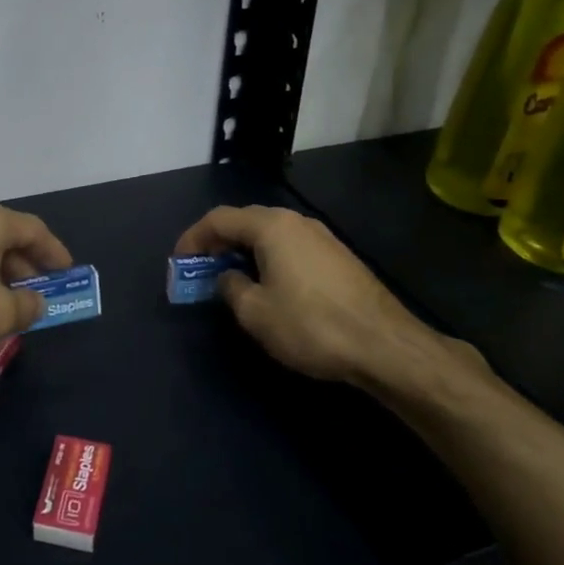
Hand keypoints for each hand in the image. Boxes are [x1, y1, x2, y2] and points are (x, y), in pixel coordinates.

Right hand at [173, 205, 481, 401]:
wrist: (384, 345)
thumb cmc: (311, 325)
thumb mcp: (255, 313)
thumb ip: (231, 288)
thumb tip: (229, 278)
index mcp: (271, 226)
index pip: (219, 219)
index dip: (193, 238)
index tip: (179, 262)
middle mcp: (296, 221)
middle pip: (245, 221)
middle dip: (218, 242)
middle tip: (201, 268)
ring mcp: (322, 237)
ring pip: (270, 233)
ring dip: (244, 251)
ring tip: (230, 278)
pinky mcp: (338, 257)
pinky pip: (290, 247)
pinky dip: (268, 258)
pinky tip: (268, 285)